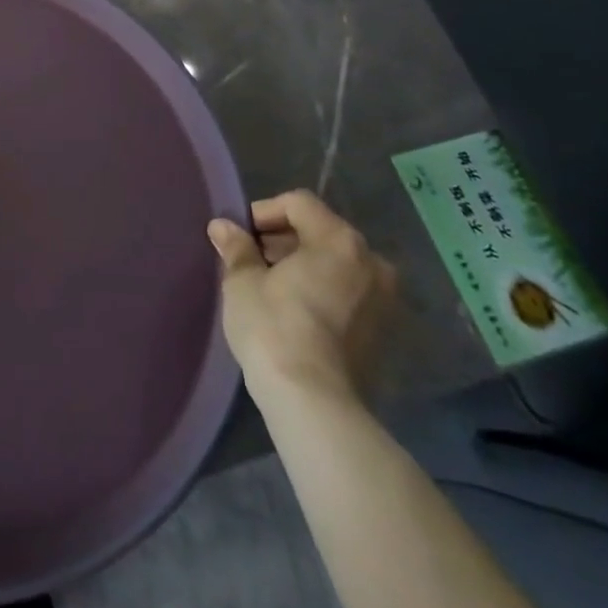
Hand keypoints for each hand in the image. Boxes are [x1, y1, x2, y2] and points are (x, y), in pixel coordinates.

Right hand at [207, 190, 396, 406]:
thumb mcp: (242, 282)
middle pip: (321, 231)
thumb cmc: (274, 327)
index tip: (241, 236)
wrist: (315, 403)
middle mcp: (371, 261)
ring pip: (336, 264)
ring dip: (304, 266)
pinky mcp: (384, 332)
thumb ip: (236, 247)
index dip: (264, 212)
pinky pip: (349, 293)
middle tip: (252, 260)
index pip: (298, 204)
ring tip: (271, 286)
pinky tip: (295, 311)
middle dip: (284, 240)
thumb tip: (223, 227)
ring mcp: (384, 299)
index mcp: (338, 239)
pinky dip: (323, 291)